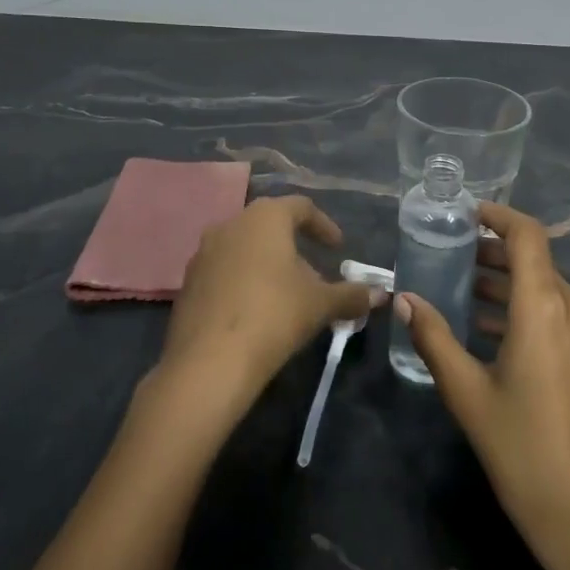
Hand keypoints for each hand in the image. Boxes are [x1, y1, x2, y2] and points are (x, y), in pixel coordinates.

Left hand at [158, 196, 382, 410]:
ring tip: (286, 293)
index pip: (301, 207)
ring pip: (244, 247)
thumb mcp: (321, 304)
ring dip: (267, 263)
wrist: (209, 363)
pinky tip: (255, 310)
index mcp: (265, 217)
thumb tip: (382, 295)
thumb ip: (352, 294)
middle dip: (294, 246)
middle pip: (269, 225)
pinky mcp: (188, 283)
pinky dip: (243, 281)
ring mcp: (204, 253)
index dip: (323, 225)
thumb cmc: (274, 316)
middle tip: (314, 272)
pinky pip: (224, 271)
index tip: (338, 248)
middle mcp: (231, 224)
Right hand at [395, 203, 569, 569]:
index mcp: (544, 306)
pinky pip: (554, 312)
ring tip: (460, 288)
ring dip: (505, 282)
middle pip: (534, 259)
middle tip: (450, 254)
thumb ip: (434, 338)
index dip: (498, 216)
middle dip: (493, 252)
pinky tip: (487, 328)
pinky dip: (522, 307)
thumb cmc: (522, 449)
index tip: (465, 214)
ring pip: (544, 287)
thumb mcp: (468, 393)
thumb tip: (404, 299)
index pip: (527, 235)